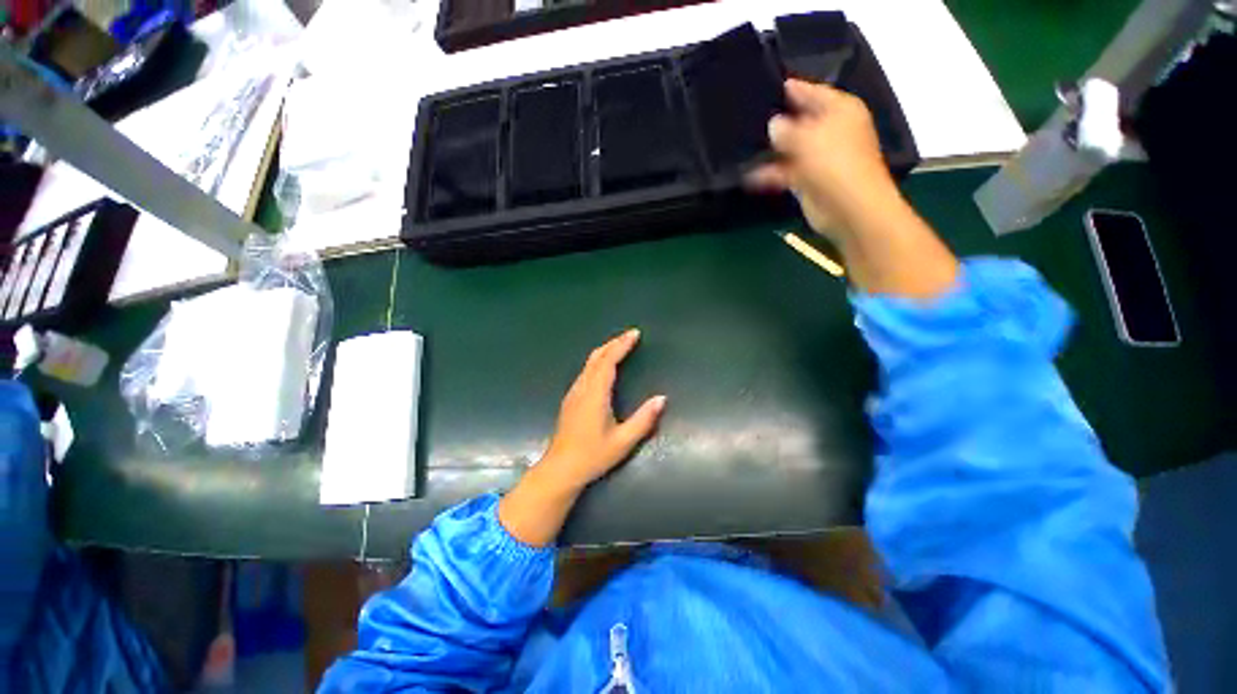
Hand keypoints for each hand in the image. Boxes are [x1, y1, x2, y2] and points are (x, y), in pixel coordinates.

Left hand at [538, 329, 665, 492]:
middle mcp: (582, 388)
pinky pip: (585, 371)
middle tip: (630, 336)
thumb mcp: (623, 441)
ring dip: (605, 351)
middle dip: (613, 343)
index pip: (609, 361)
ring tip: (619, 346)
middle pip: (596, 357)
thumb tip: (662, 399)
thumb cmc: (593, 455)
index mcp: (595, 394)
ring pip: (588, 363)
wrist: (560, 469)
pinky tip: (603, 366)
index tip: (635, 334)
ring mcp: (573, 393)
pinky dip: (597, 361)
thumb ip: (643, 419)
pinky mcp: (570, 399)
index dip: (622, 345)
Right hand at [747, 80, 898, 241]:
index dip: (793, 88)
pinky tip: (749, 176)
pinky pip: (786, 171)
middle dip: (780, 121)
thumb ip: (786, 129)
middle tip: (752, 115)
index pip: (814, 91)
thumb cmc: (833, 163)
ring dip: (773, 149)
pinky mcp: (809, 180)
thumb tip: (773, 124)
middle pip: (801, 120)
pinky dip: (770, 174)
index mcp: (840, 109)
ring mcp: (820, 156)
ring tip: (745, 144)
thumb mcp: (806, 138)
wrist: (848, 207)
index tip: (770, 84)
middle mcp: (831, 129)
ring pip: (792, 147)